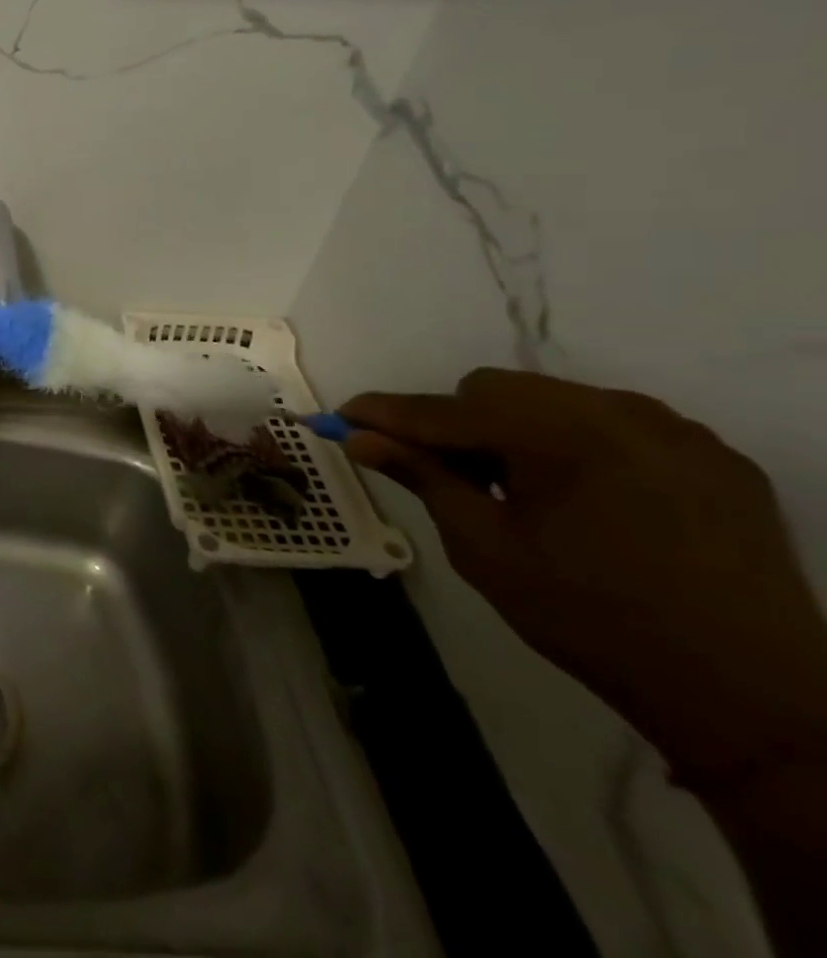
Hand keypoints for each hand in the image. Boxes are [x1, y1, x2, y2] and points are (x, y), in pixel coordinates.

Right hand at [341, 370, 826, 788]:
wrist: (753, 700)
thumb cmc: (590, 620)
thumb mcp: (484, 548)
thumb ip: (422, 477)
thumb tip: (360, 436)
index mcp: (561, 435)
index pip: (446, 409)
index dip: (386, 413)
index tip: (339, 417)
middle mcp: (620, 412)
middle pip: (498, 391)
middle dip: (457, 423)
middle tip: (446, 475)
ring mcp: (675, 430)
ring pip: (552, 400)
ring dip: (514, 431)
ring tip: (517, 490)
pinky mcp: (714, 456)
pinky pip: (613, 424)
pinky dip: (573, 445)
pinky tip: (580, 497)